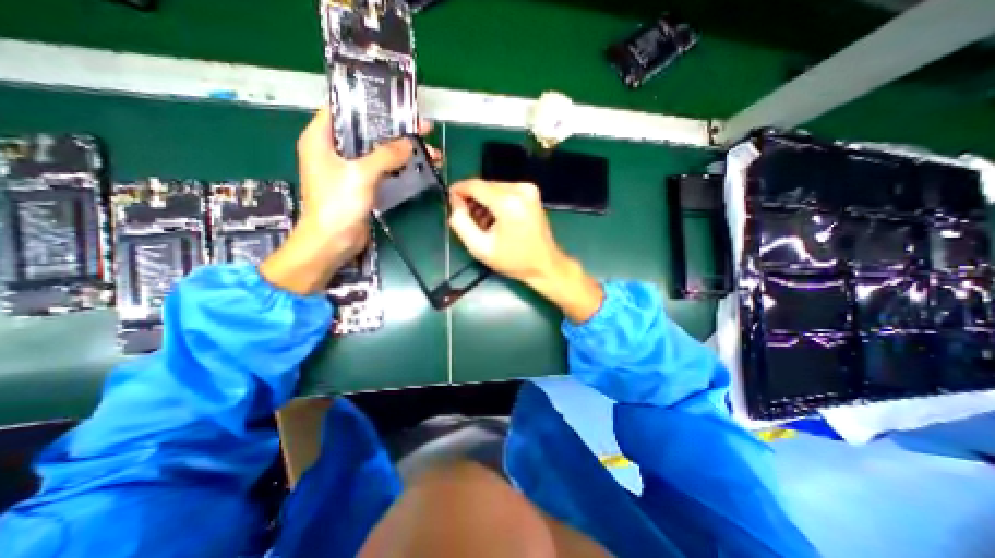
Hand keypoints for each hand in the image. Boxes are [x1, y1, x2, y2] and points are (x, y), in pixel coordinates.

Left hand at [262, 105, 434, 294]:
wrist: (332, 242)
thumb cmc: (337, 204)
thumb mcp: (361, 174)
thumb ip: (385, 155)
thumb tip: (409, 143)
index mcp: (321, 138)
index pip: (344, 109)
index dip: (370, 105)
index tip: (396, 105)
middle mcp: (334, 151)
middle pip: (367, 133)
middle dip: (395, 132)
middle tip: (422, 130)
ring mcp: (349, 170)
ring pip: (378, 153)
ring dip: (402, 152)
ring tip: (429, 152)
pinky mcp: (361, 186)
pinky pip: (382, 171)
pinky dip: (398, 168)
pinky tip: (417, 167)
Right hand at [448, 179, 601, 321]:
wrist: (544, 265)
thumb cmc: (513, 260)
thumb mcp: (480, 248)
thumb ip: (461, 223)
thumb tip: (455, 203)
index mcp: (508, 203)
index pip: (475, 186)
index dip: (459, 190)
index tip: (450, 200)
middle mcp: (520, 190)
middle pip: (485, 186)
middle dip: (472, 199)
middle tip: (467, 219)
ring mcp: (529, 190)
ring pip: (494, 188)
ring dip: (484, 202)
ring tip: (483, 224)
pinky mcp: (532, 193)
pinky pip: (505, 191)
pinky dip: (495, 202)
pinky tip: (495, 220)